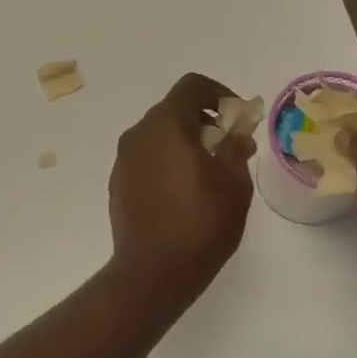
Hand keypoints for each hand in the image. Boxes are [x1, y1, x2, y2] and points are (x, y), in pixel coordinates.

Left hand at [108, 73, 255, 301]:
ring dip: (185, 144)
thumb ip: (235, 149)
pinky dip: (167, 164)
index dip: (219, 93)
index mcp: (165, 124)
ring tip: (211, 174)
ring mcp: (123, 161)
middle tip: (229, 148)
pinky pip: (147, 161)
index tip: (238, 118)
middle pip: (173, 111)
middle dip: (204, 122)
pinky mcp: (118, 186)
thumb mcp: (233, 183)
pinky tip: (185, 194)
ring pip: (158, 137)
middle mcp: (137, 134)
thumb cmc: (200, 222)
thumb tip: (236, 134)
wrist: (153, 272)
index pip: (192, 86)